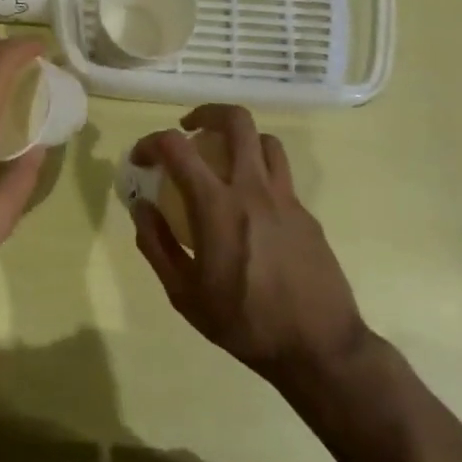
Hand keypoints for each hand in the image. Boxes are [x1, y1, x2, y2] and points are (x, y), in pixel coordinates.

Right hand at [130, 105, 370, 391]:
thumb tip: (141, 207)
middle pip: (235, 121)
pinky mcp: (306, 213)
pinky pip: (281, 175)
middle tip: (189, 130)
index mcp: (216, 205)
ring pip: (265, 140)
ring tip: (224, 159)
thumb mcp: (184, 295)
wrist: (320, 348)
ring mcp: (285, 198)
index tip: (141, 158)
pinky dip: (260, 173)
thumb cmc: (244, 323)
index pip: (176, 147)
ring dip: (240, 139)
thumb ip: (156, 245)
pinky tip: (251, 208)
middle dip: (206, 113)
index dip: (151, 142)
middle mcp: (252, 188)